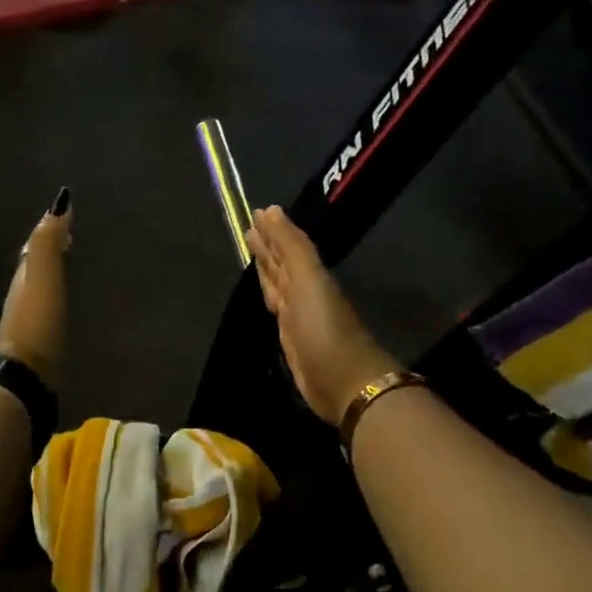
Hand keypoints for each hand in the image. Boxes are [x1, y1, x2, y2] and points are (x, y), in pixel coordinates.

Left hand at [0, 187, 72, 383]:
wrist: (25, 374)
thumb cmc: (37, 322)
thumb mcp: (43, 277)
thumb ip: (48, 244)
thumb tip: (58, 203)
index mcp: (24, 276)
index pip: (35, 246)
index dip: (49, 231)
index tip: (66, 214)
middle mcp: (22, 294)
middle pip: (35, 266)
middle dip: (51, 250)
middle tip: (71, 237)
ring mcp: (29, 320)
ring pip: (40, 288)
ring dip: (53, 274)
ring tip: (72, 266)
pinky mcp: (39, 342)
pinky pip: (48, 309)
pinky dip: (56, 298)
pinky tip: (66, 305)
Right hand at [246, 206, 403, 424]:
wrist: (342, 381)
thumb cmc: (323, 327)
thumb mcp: (308, 279)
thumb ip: (290, 246)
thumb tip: (271, 209)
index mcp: (309, 275)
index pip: (286, 247)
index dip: (272, 232)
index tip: (256, 213)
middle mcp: (304, 292)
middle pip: (282, 265)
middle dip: (267, 248)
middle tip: (248, 229)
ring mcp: (298, 317)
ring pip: (278, 285)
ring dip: (266, 269)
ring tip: (252, 253)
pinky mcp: (291, 340)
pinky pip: (276, 309)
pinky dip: (269, 296)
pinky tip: (265, 294)